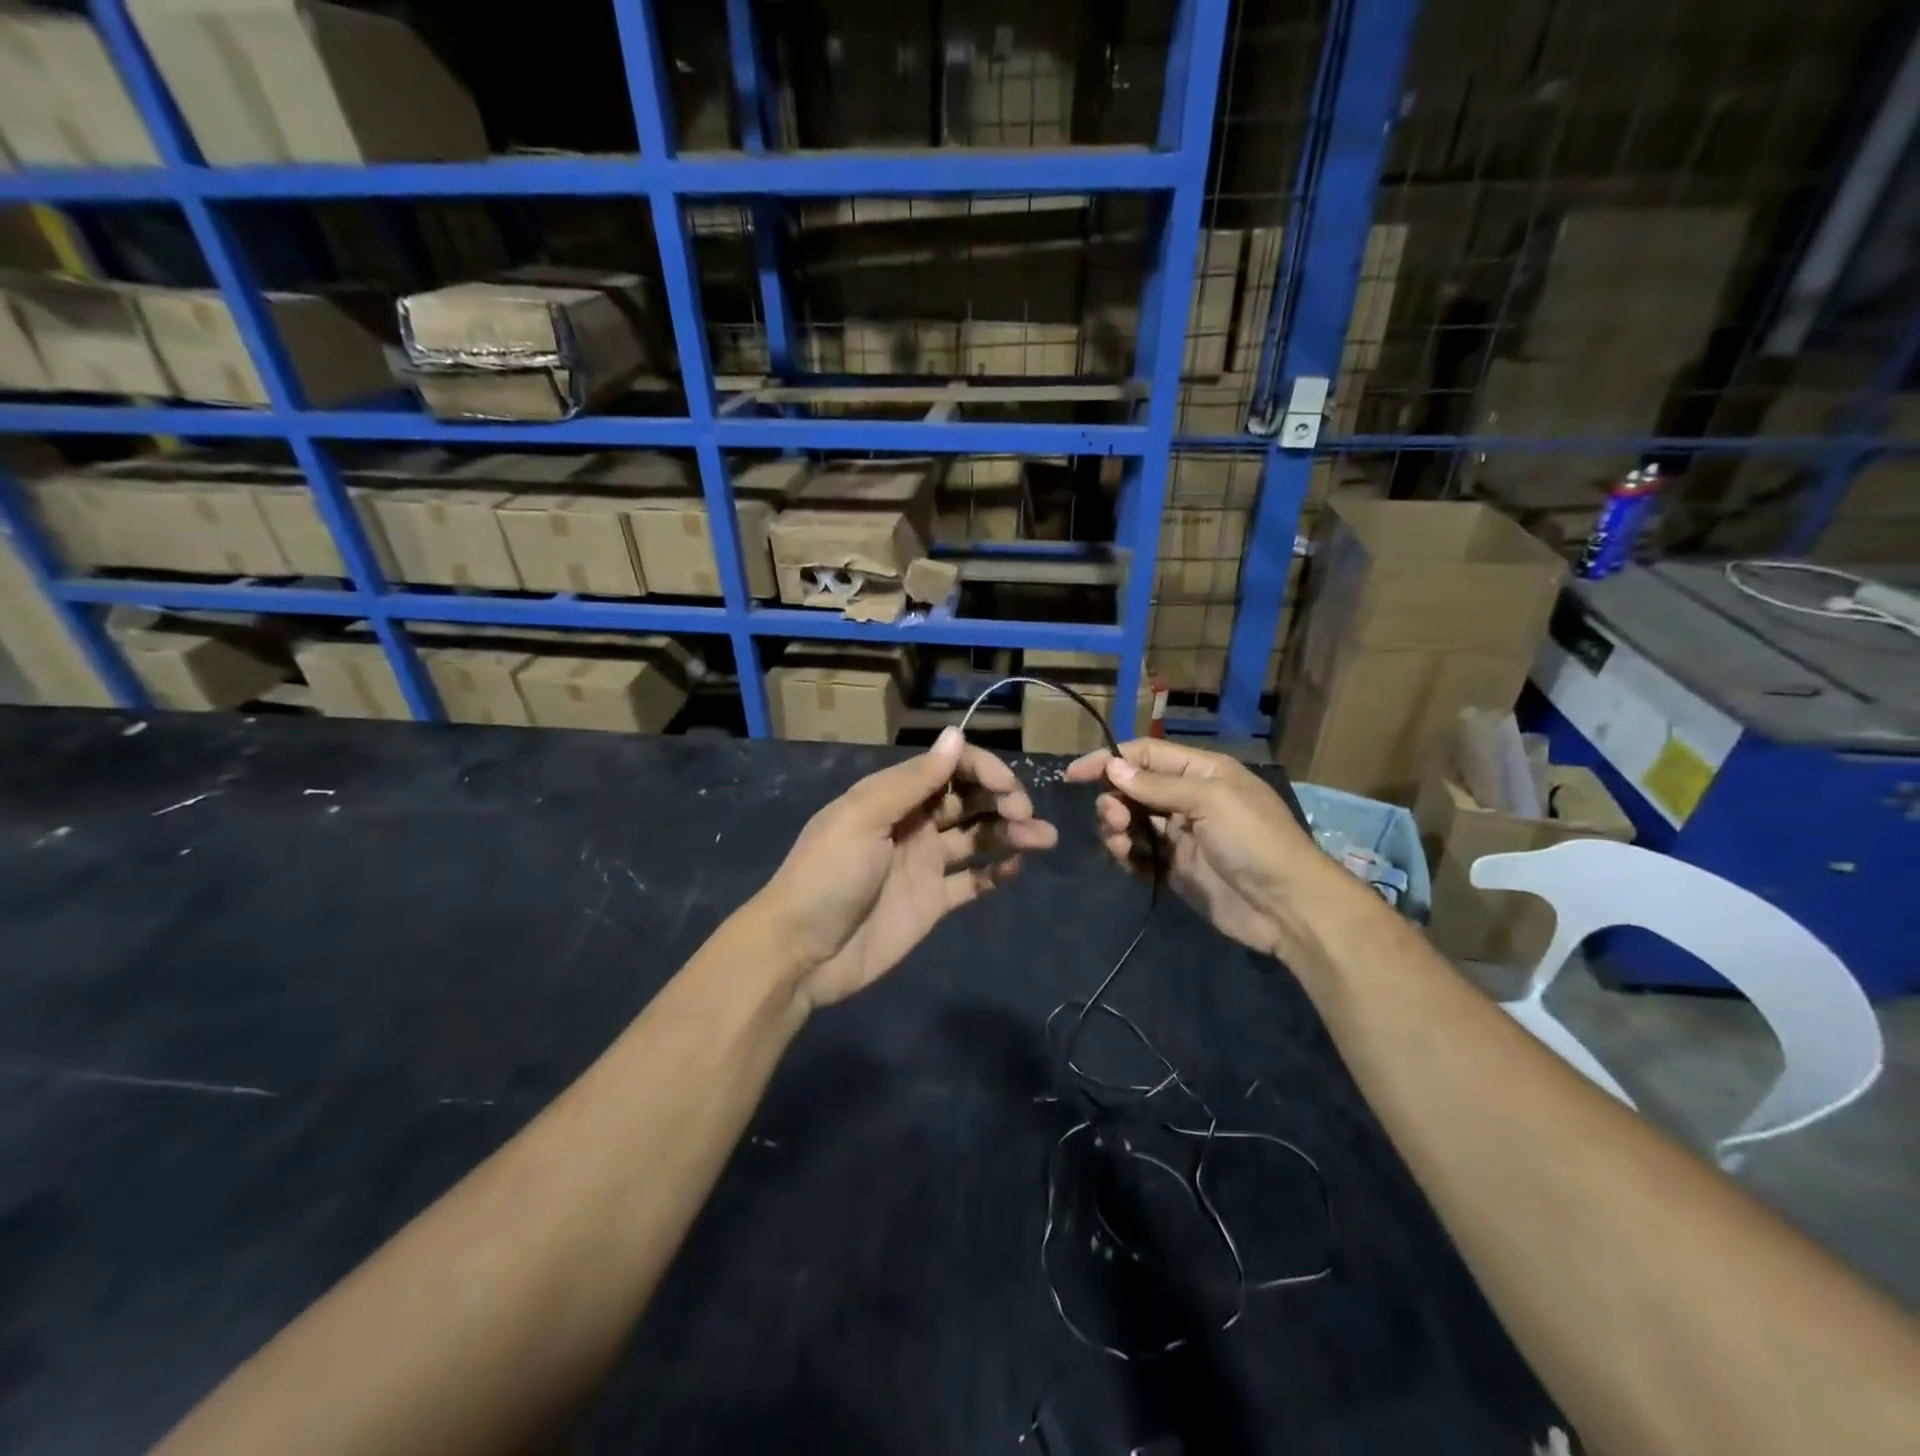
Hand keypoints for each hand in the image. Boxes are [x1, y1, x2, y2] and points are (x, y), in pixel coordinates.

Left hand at [758, 727, 1058, 1008]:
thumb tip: (956, 736)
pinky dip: (997, 871)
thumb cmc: (828, 875)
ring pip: (977, 836)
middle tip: (1025, 814)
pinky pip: (973, 880)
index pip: (947, 768)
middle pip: (967, 799)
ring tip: (1043, 838)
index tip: (1007, 786)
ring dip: (1010, 831)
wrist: (801, 953)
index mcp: (892, 797)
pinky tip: (1018, 867)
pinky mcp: (933, 902)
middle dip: (1001, 798)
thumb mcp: (863, 817)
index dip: (981, 769)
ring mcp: (924, 864)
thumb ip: (913, 780)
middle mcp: (912, 824)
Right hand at [1064, 739, 1336, 960]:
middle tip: (1113, 817)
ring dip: (1116, 826)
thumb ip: (1158, 785)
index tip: (1074, 774)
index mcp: (1202, 772)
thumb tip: (1113, 767)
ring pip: (1132, 821)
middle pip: (1134, 788)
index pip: (1146, 755)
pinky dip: (1125, 852)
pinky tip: (1123, 858)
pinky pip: (1138, 852)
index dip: (1110, 760)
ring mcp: (1180, 835)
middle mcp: (1188, 798)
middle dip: (1114, 798)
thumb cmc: (1254, 841)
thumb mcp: (1210, 801)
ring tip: (1118, 840)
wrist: (1287, 907)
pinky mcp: (1174, 867)